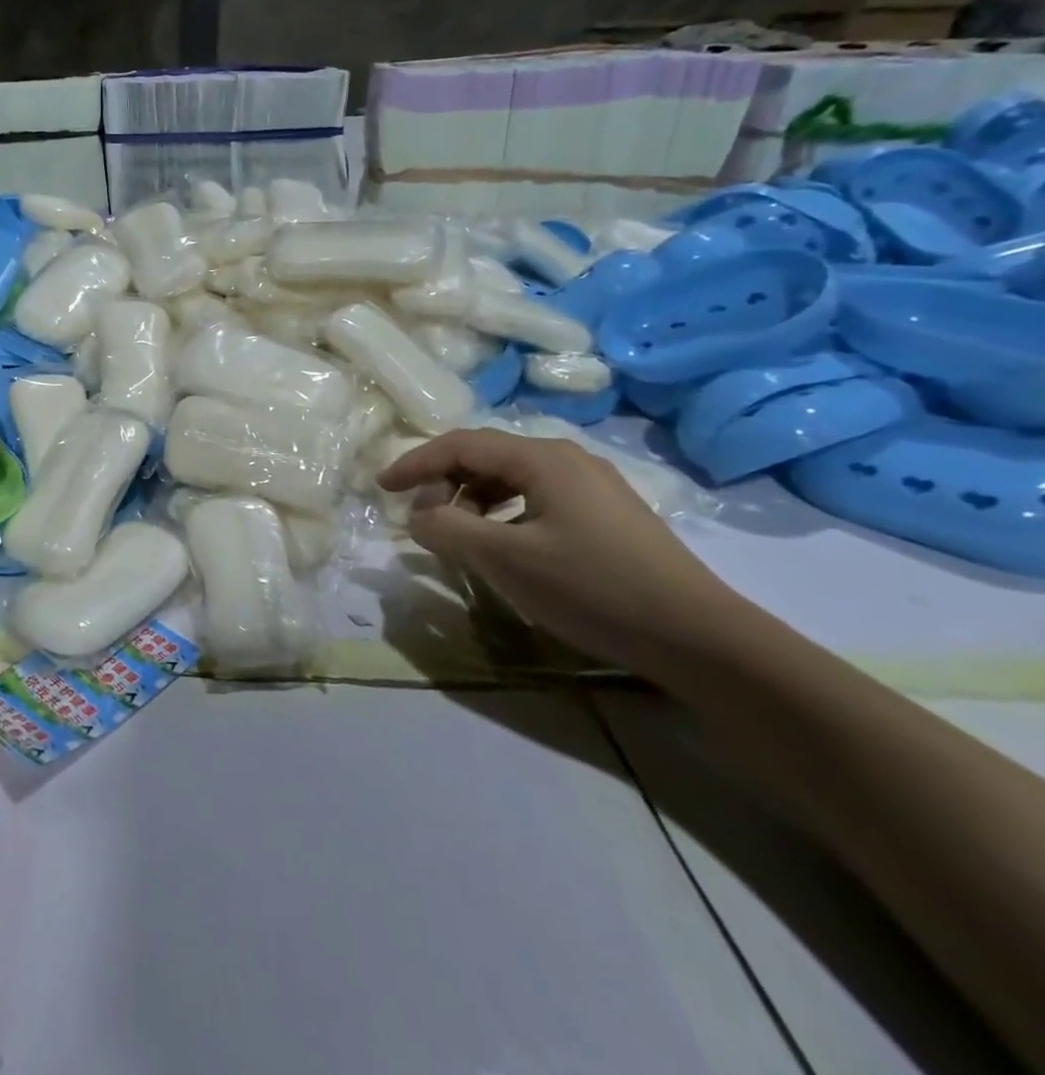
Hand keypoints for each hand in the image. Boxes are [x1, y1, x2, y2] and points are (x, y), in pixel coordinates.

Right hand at [378, 428, 745, 679]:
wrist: (702, 640)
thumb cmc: (594, 589)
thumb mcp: (505, 560)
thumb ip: (447, 530)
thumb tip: (418, 515)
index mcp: (542, 458)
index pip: (460, 445)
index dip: (414, 463)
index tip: (381, 488)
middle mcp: (567, 458)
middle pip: (485, 457)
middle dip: (444, 483)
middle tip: (423, 520)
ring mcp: (593, 485)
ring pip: (511, 479)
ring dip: (473, 501)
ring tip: (460, 537)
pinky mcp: (608, 515)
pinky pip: (536, 498)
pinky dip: (504, 514)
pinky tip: (505, 547)